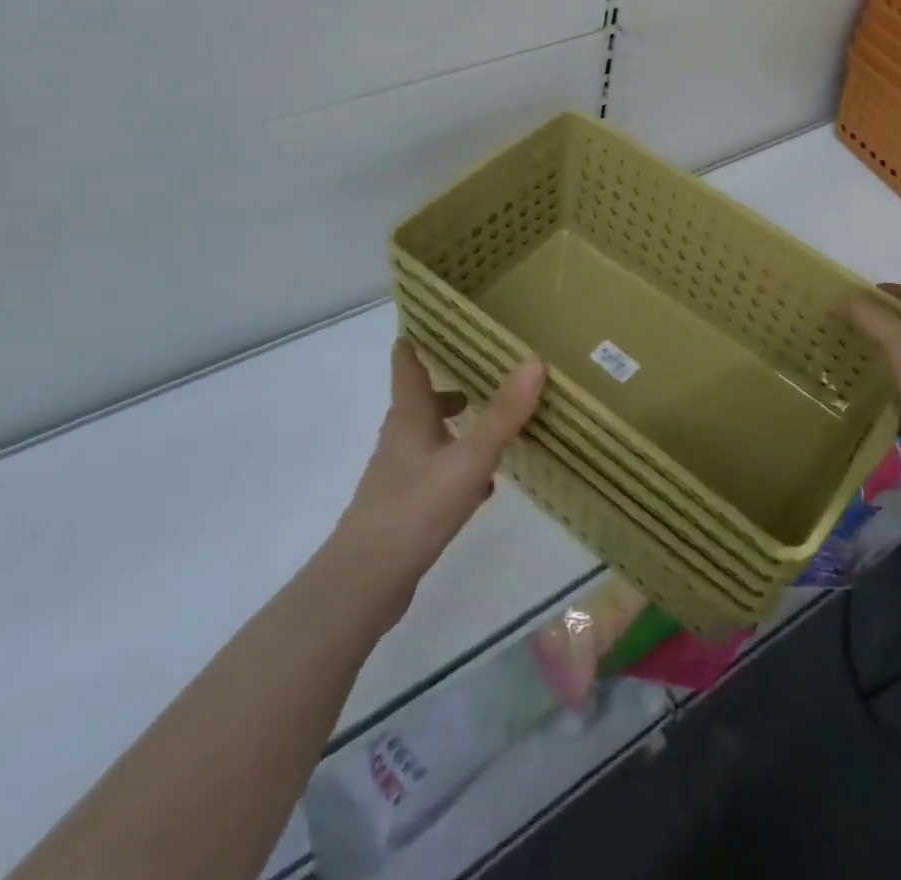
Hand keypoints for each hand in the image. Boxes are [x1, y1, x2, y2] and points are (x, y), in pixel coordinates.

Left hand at [323, 342, 545, 629]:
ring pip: (431, 437)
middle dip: (449, 383)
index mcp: (410, 416)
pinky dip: (459, 466)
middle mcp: (401, 438)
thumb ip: (503, 414)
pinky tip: (485, 484)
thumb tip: (534, 361)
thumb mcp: (469, 458)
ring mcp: (400, 474)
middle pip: (422, 399)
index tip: (438, 318)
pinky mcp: (406, 507)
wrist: (365, 582)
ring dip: (456, 426)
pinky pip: (437, 472)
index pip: (408, 364)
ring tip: (493, 422)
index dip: (419, 340)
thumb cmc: (415, 507)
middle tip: (484, 368)